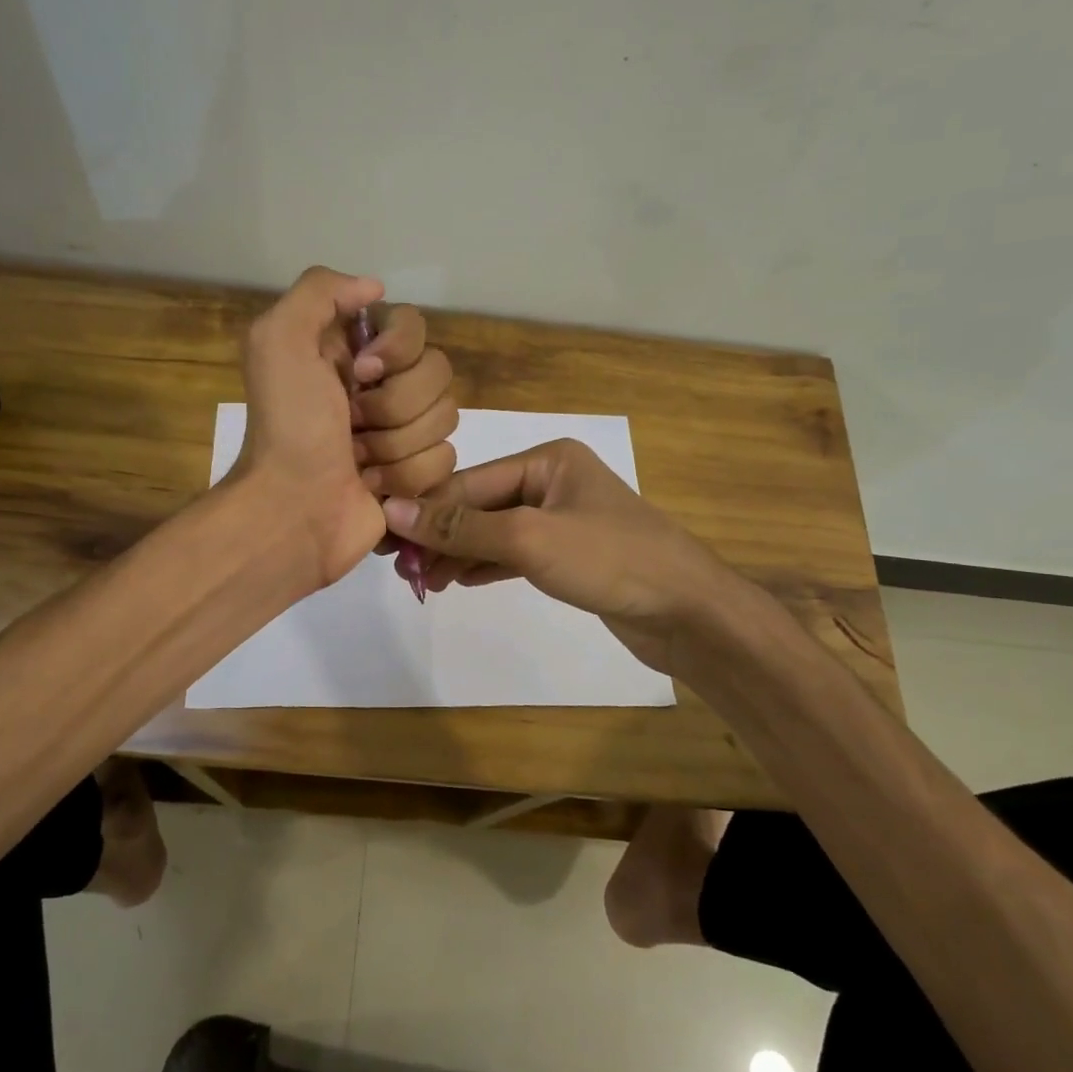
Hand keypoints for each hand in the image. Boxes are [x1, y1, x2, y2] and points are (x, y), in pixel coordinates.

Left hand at [231, 267, 457, 590]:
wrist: (293, 511)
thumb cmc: (288, 428)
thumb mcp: (278, 340)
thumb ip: (320, 291)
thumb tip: (375, 289)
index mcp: (353, 352)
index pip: (414, 326)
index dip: (398, 349)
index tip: (361, 372)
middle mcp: (383, 387)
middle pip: (438, 373)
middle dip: (394, 405)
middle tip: (351, 425)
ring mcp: (403, 433)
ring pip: (445, 418)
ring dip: (396, 445)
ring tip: (358, 462)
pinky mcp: (418, 475)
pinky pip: (445, 461)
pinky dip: (406, 478)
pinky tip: (374, 488)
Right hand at [380, 440, 731, 674]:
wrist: (688, 612)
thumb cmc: (611, 559)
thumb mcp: (529, 538)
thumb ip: (462, 526)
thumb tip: (394, 509)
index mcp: (547, 459)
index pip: (470, 482)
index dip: (425, 510)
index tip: (384, 537)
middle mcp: (552, 482)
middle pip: (479, 505)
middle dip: (440, 535)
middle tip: (400, 569)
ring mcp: (561, 520)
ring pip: (493, 532)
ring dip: (457, 554)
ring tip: (420, 581)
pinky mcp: (568, 556)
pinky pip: (513, 554)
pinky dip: (484, 566)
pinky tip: (455, 581)